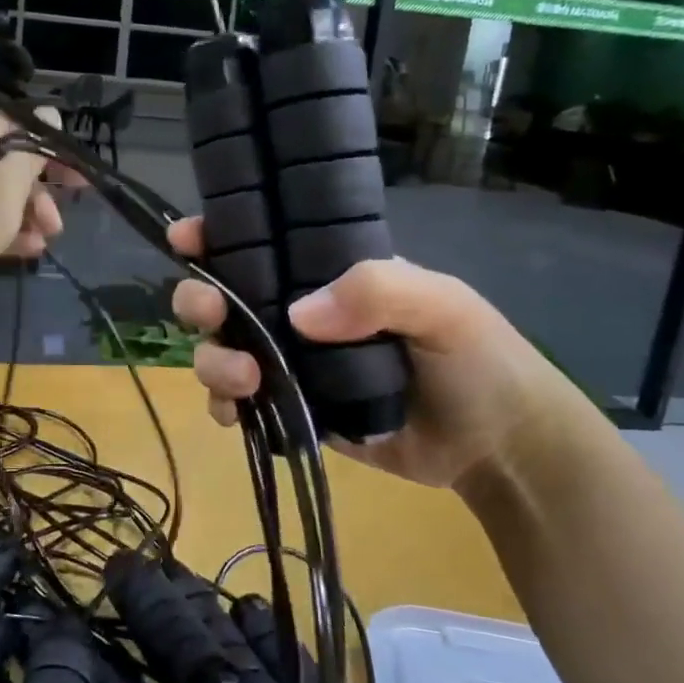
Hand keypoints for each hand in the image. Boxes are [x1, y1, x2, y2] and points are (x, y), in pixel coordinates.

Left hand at [0, 109, 68, 302]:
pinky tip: (27, 251)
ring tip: (46, 241)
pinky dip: (3, 230)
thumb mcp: (11, 184)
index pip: (22, 126)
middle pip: (10, 163)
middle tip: (59, 221)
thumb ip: (34, 152)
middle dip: (40, 193)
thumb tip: (50, 113)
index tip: (76, 177)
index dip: (54, 150)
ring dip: (26, 216)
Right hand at [167, 218, 596, 491]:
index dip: (216, 235)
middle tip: (211, 314)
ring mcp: (290, 364)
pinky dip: (223, 406)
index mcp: (326, 272)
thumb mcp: (441, 305)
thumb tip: (297, 315)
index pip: (260, 241)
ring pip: (219, 351)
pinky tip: (237, 413)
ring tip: (246, 379)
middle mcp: (297, 312)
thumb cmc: (478, 360)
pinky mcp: (290, 413)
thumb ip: (377, 291)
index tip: (186, 237)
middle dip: (199, 300)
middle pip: (222, 297)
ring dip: (212, 360)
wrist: (497, 448)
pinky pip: (237, 405)